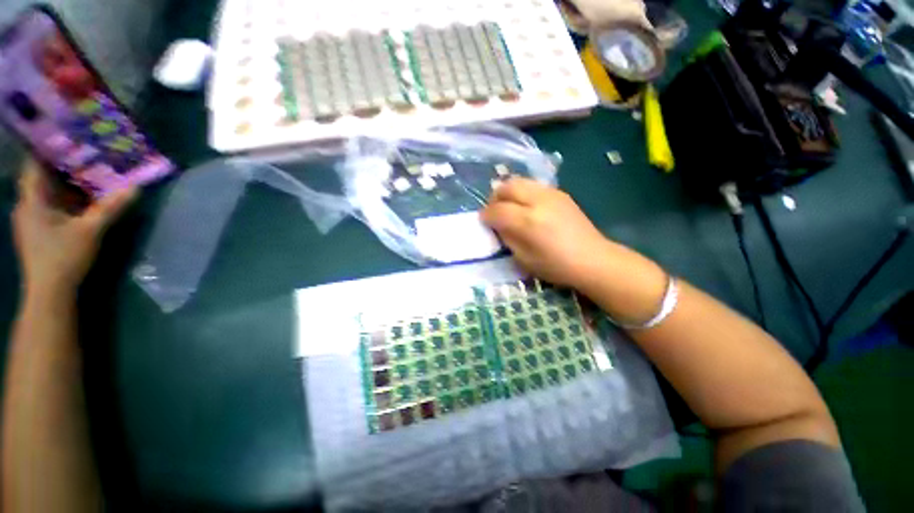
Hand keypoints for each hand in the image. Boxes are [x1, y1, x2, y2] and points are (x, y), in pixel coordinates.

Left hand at [12, 160, 136, 295]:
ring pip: (47, 193)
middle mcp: (27, 205)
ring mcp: (31, 219)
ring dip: (65, 183)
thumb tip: (135, 188)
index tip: (67, 135)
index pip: (34, 163)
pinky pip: (50, 206)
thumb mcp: (90, 231)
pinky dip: (64, 199)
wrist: (49, 292)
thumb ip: (110, 208)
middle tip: (86, 153)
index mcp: (32, 200)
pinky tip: (80, 199)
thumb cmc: (63, 257)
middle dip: (62, 165)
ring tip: (87, 173)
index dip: (48, 147)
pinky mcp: (38, 231)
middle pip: (42, 177)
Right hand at [481, 178, 614, 288]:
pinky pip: (533, 185)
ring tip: (509, 207)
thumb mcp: (523, 259)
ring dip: (508, 192)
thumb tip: (497, 224)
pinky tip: (527, 206)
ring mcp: (551, 193)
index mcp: (528, 221)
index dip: (486, 215)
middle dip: (495, 198)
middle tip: (495, 211)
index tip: (483, 221)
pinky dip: (523, 192)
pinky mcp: (560, 193)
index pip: (497, 210)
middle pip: (507, 187)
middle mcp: (538, 201)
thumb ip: (507, 238)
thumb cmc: (556, 266)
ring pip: (519, 181)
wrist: (592, 259)